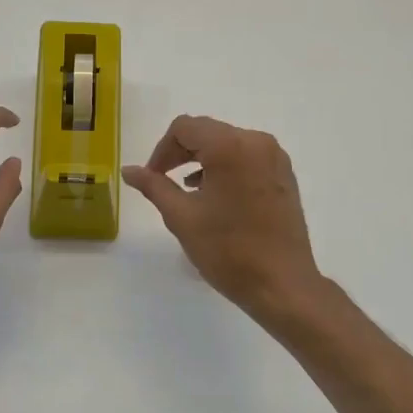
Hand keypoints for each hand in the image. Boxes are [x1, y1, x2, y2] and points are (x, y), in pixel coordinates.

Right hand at [123, 115, 324, 317]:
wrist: (282, 285)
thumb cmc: (228, 250)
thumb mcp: (182, 217)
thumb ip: (154, 186)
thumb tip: (128, 170)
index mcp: (230, 146)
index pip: (185, 128)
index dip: (162, 150)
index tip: (152, 177)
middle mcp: (256, 141)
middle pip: (208, 132)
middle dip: (181, 153)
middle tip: (164, 182)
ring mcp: (275, 158)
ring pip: (228, 144)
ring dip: (203, 160)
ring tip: (189, 192)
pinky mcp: (284, 175)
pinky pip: (247, 157)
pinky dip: (226, 168)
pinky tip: (216, 197)